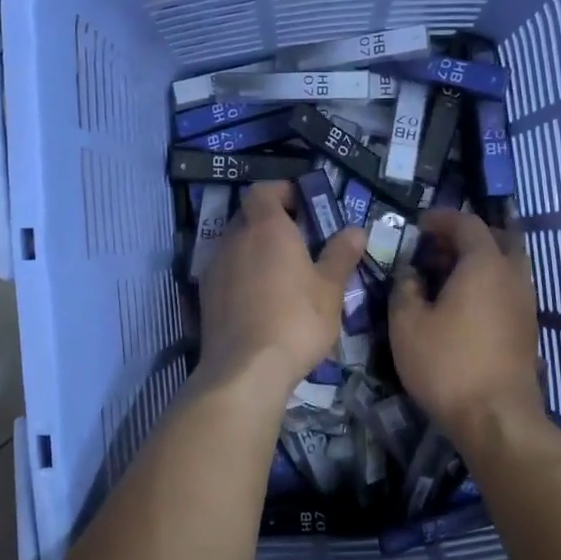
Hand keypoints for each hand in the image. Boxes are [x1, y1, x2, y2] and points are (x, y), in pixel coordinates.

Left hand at [197, 182, 365, 394]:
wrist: (246, 369)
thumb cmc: (296, 320)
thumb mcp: (330, 289)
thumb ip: (340, 255)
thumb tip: (355, 230)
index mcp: (266, 227)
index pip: (263, 190)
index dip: (281, 191)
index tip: (302, 204)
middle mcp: (234, 239)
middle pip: (248, 216)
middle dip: (270, 222)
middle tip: (297, 241)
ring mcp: (215, 267)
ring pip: (234, 245)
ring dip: (254, 250)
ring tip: (280, 273)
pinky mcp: (205, 295)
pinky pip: (225, 271)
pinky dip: (241, 274)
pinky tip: (259, 299)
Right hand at [390, 210, 544, 443]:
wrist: (495, 418)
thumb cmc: (446, 364)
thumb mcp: (407, 324)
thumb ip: (405, 288)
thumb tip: (411, 274)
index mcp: (484, 264)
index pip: (467, 223)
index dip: (441, 219)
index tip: (419, 226)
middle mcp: (512, 275)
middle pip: (497, 238)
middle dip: (466, 236)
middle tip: (436, 248)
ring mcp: (525, 302)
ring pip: (507, 264)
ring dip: (479, 260)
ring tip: (447, 275)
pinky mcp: (527, 327)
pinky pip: (509, 288)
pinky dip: (488, 283)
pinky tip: (464, 304)